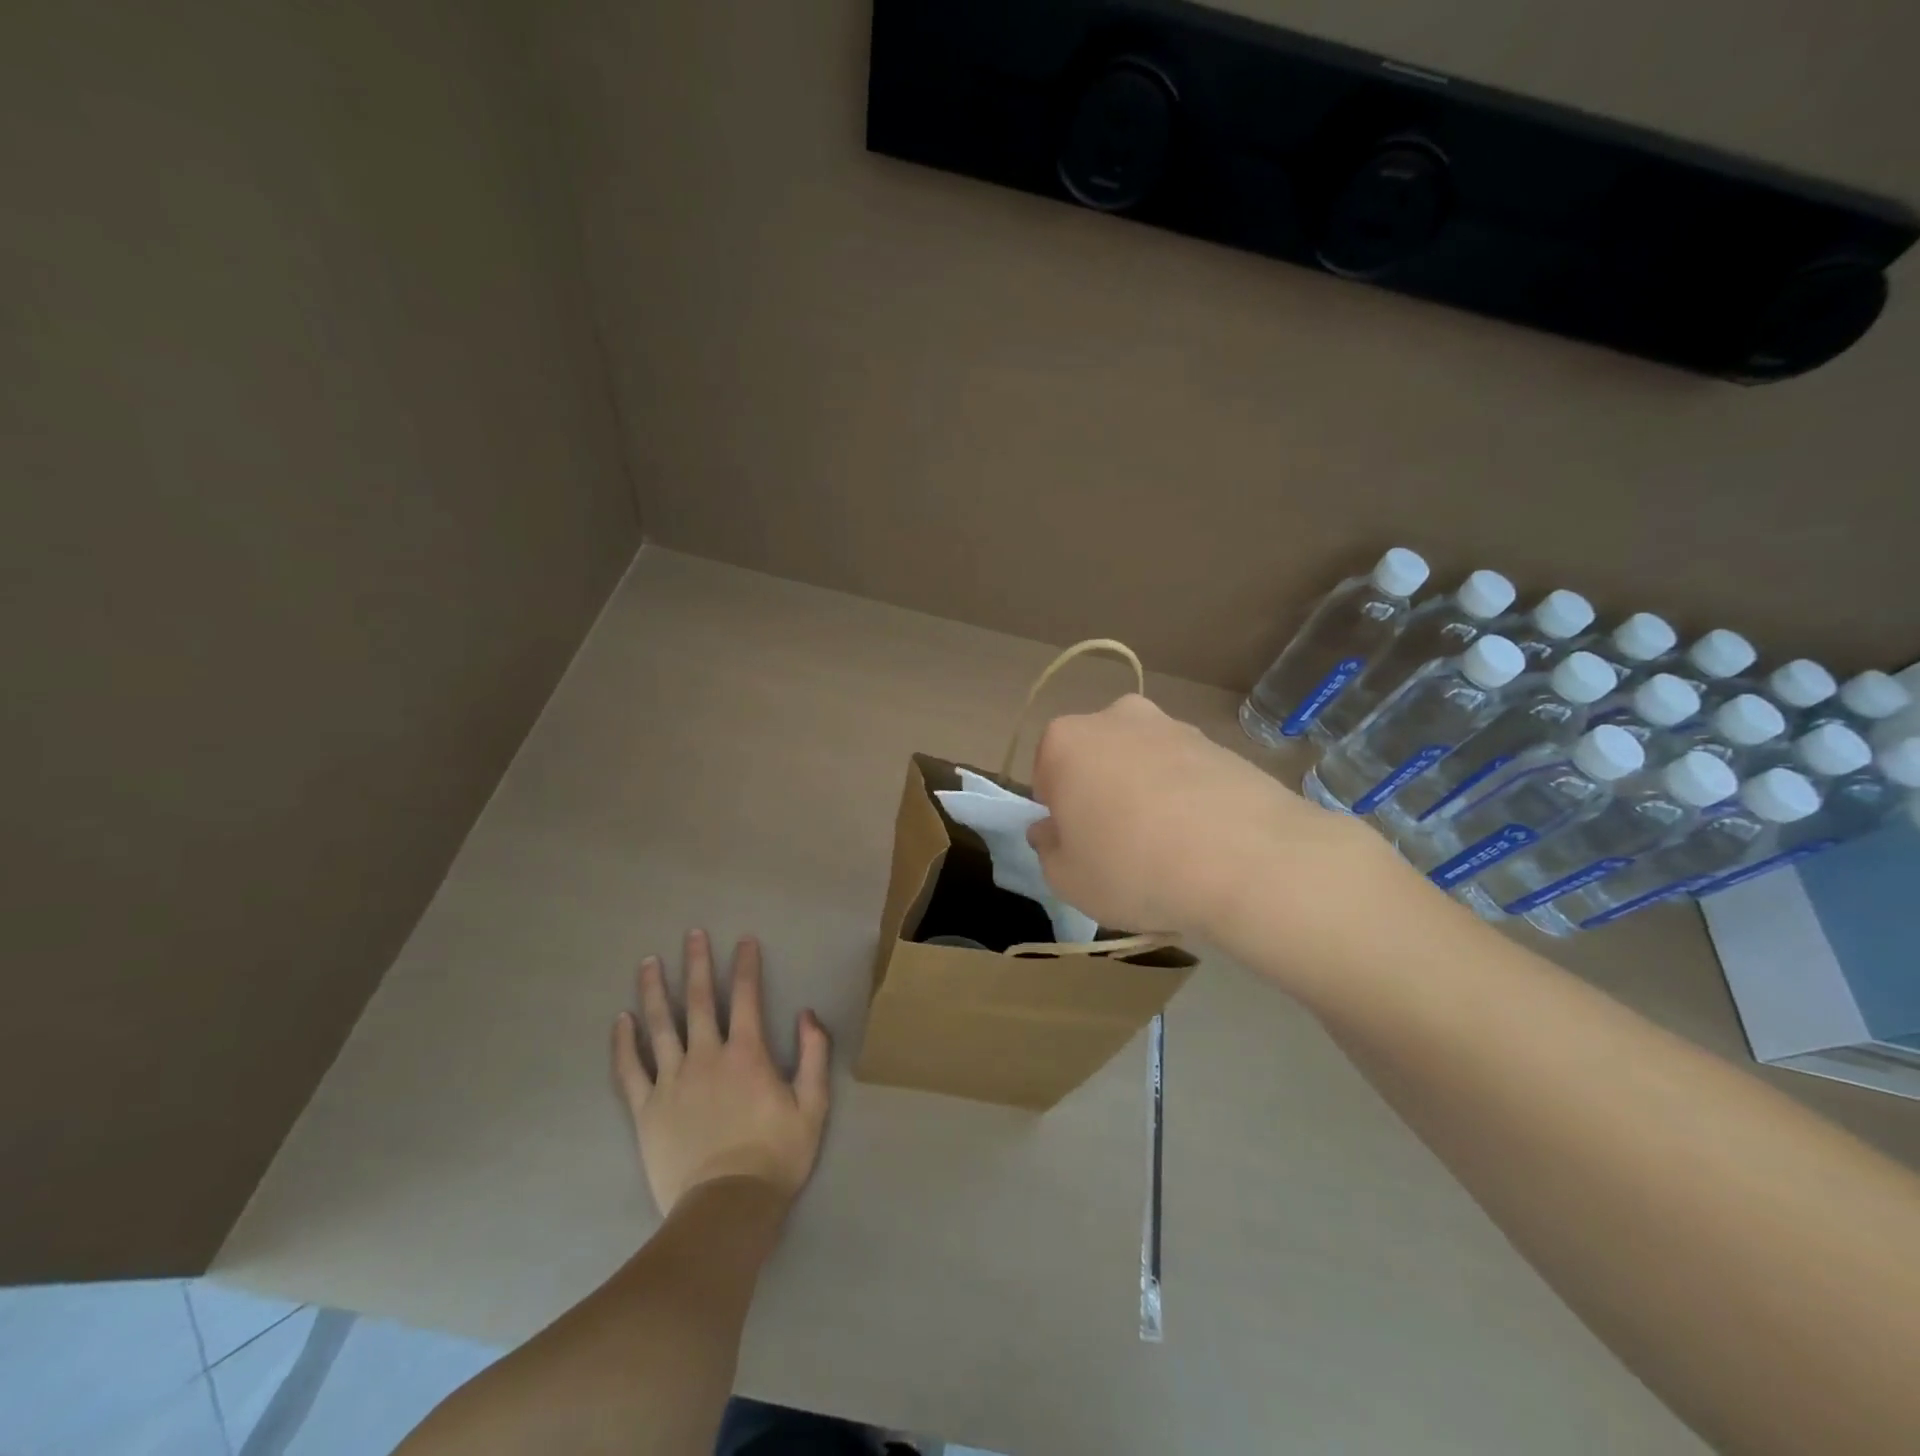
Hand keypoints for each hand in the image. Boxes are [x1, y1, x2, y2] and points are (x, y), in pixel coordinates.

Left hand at [612, 930, 830, 1215]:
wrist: (726, 1208)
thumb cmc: (776, 1156)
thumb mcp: (813, 1105)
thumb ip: (813, 1054)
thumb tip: (807, 1013)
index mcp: (747, 1054)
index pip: (747, 997)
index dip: (747, 965)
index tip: (744, 940)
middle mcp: (707, 1057)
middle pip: (700, 1001)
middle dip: (698, 963)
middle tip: (692, 934)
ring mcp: (672, 1082)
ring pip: (661, 1025)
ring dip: (656, 990)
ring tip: (649, 962)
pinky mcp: (646, 1109)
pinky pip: (630, 1069)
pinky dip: (624, 1043)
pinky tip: (621, 1020)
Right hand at [1026, 695, 1391, 945]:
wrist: (1249, 862)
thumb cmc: (1134, 868)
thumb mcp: (1067, 879)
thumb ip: (1048, 849)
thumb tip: (1052, 830)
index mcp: (1067, 741)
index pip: (1045, 771)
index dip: (1057, 811)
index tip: (1076, 842)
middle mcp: (1117, 718)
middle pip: (1096, 756)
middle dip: (1099, 791)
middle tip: (1117, 842)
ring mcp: (1174, 726)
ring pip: (1142, 760)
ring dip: (1144, 791)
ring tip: (1167, 846)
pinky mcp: (1221, 744)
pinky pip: (1186, 771)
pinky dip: (1186, 796)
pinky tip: (1203, 839)